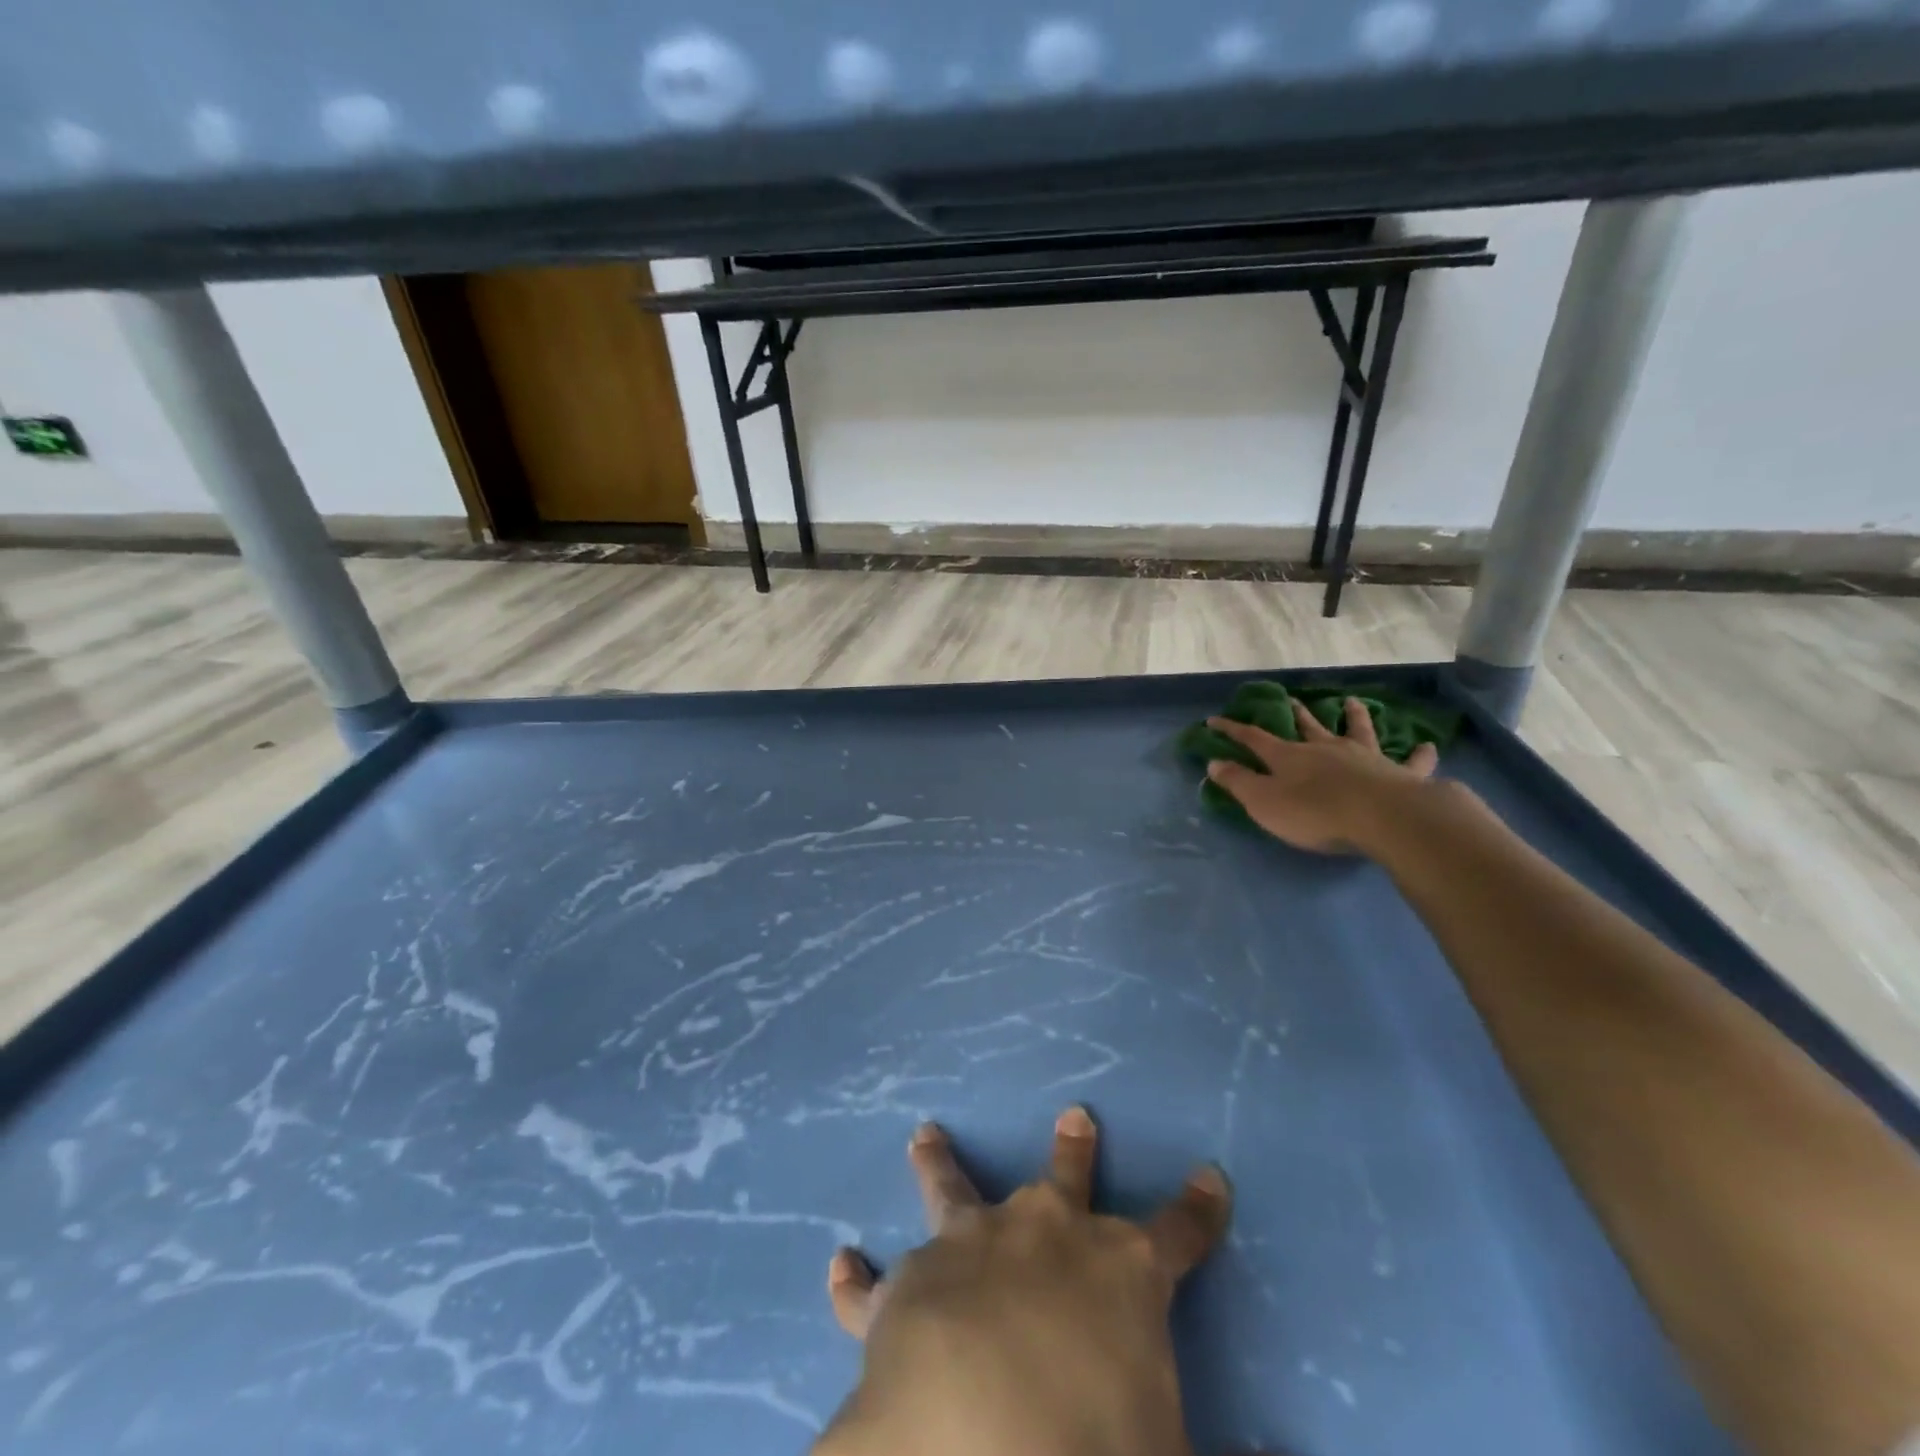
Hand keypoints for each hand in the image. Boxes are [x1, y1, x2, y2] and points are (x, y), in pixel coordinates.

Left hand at [816, 1107, 1232, 1455]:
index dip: (1199, 1208)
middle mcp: (1044, 1236)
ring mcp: (969, 1248)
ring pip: (953, 1188)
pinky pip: (871, 1282)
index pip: (1180, 1232)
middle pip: (1066, 1178)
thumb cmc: (1093, 1446)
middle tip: (1074, 1114)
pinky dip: (855, 1278)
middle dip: (1074, 1149)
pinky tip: (840, 1261)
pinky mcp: (905, 1285)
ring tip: (924, 1134)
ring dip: (940, 1161)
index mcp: (1119, 1271)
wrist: (976, 1443)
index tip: (1211, 1176)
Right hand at [1205, 696, 1440, 854]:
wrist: (1381, 818)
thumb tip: (1213, 762)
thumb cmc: (1315, 813)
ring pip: (1358, 731)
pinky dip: (1419, 754)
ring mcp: (1365, 758)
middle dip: (1297, 714)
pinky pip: (1411, 761)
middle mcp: (1326, 749)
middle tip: (1292, 699)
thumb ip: (1238, 782)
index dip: (1232, 730)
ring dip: (1354, 716)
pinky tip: (1427, 746)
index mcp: (1290, 757)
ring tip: (1352, 703)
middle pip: (1308, 727)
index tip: (1214, 719)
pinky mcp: (1399, 774)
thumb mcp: (1263, 802)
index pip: (1253, 738)